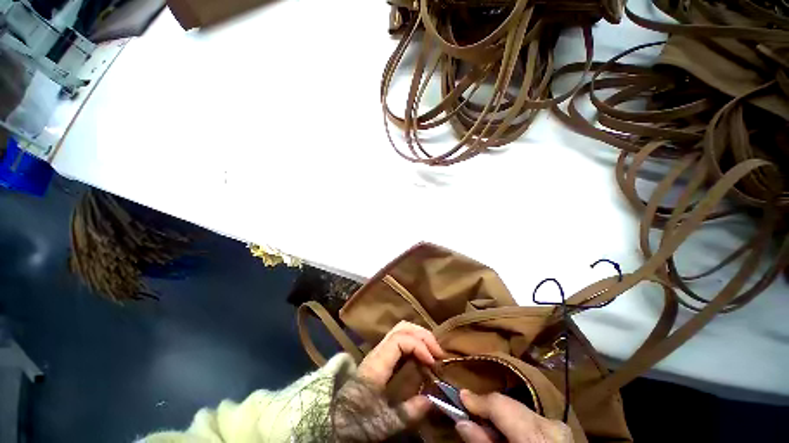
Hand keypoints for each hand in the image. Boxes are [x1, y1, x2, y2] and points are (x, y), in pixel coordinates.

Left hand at [335, 321, 444, 440]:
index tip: (433, 363)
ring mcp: (373, 359)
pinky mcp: (375, 366)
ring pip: (397, 333)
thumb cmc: (356, 423)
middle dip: (423, 336)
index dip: (420, 345)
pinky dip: (413, 346)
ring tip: (432, 356)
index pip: (399, 340)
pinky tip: (421, 361)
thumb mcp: (385, 423)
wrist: (331, 425)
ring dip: (419, 339)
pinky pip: (396, 345)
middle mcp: (373, 357)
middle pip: (399, 329)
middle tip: (438, 354)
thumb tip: (431, 400)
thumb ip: (409, 412)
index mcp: (375, 367)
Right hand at [455, 390, 572, 442]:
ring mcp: (560, 426)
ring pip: (524, 413)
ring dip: (504, 418)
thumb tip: (463, 423)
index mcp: (534, 434)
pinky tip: (508, 436)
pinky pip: (535, 421)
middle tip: (468, 415)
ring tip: (486, 429)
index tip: (460, 396)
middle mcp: (551, 423)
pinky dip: (518, 425)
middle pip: (514, 407)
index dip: (479, 400)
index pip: (503, 405)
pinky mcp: (562, 429)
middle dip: (490, 410)